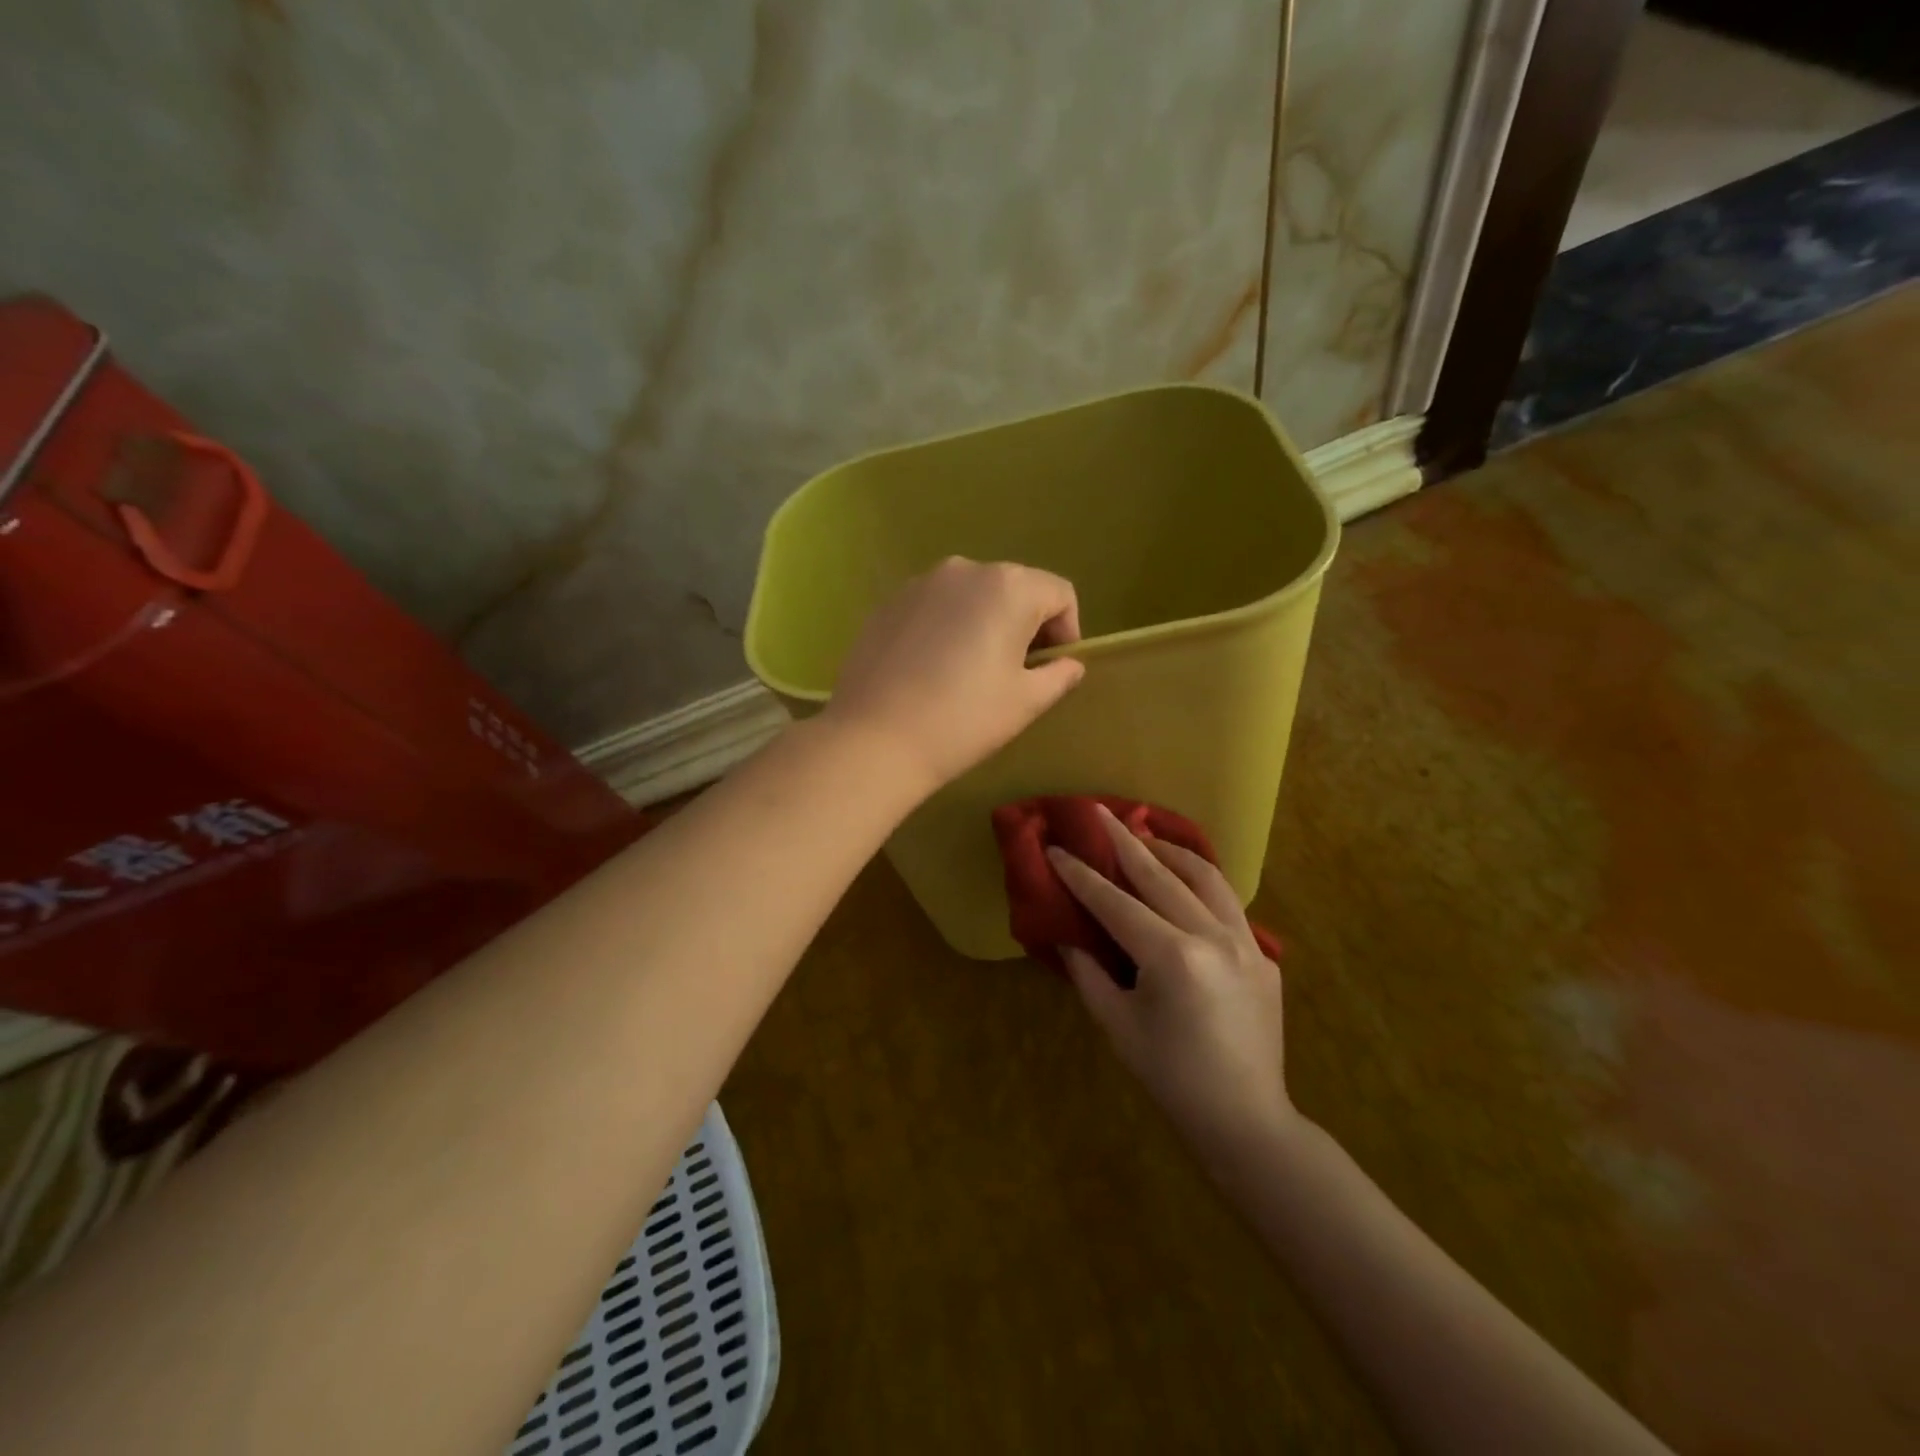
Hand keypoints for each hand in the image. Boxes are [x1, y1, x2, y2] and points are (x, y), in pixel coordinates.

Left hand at [825, 557, 1084, 794]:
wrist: (874, 739)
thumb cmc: (963, 719)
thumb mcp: (1026, 702)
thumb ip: (1059, 675)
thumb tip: (1069, 665)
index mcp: (1009, 586)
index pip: (1059, 594)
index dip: (1067, 632)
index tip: (1052, 670)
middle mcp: (965, 570)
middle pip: (1015, 589)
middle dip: (1026, 625)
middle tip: (1016, 673)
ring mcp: (920, 583)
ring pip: (972, 596)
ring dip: (985, 624)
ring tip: (971, 671)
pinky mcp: (888, 603)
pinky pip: (935, 607)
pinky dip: (946, 628)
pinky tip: (932, 669)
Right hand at [1049, 806, 1294, 1163]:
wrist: (1246, 1118)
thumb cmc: (1171, 1077)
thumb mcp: (1117, 1025)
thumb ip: (1088, 972)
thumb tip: (1066, 935)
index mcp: (1172, 957)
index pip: (1115, 902)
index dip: (1080, 874)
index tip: (1057, 847)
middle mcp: (1211, 937)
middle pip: (1160, 874)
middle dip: (1124, 840)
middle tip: (1098, 811)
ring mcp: (1245, 942)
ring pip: (1205, 876)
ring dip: (1170, 852)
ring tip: (1144, 836)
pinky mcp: (1263, 954)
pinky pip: (1228, 904)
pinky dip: (1201, 883)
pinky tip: (1184, 881)